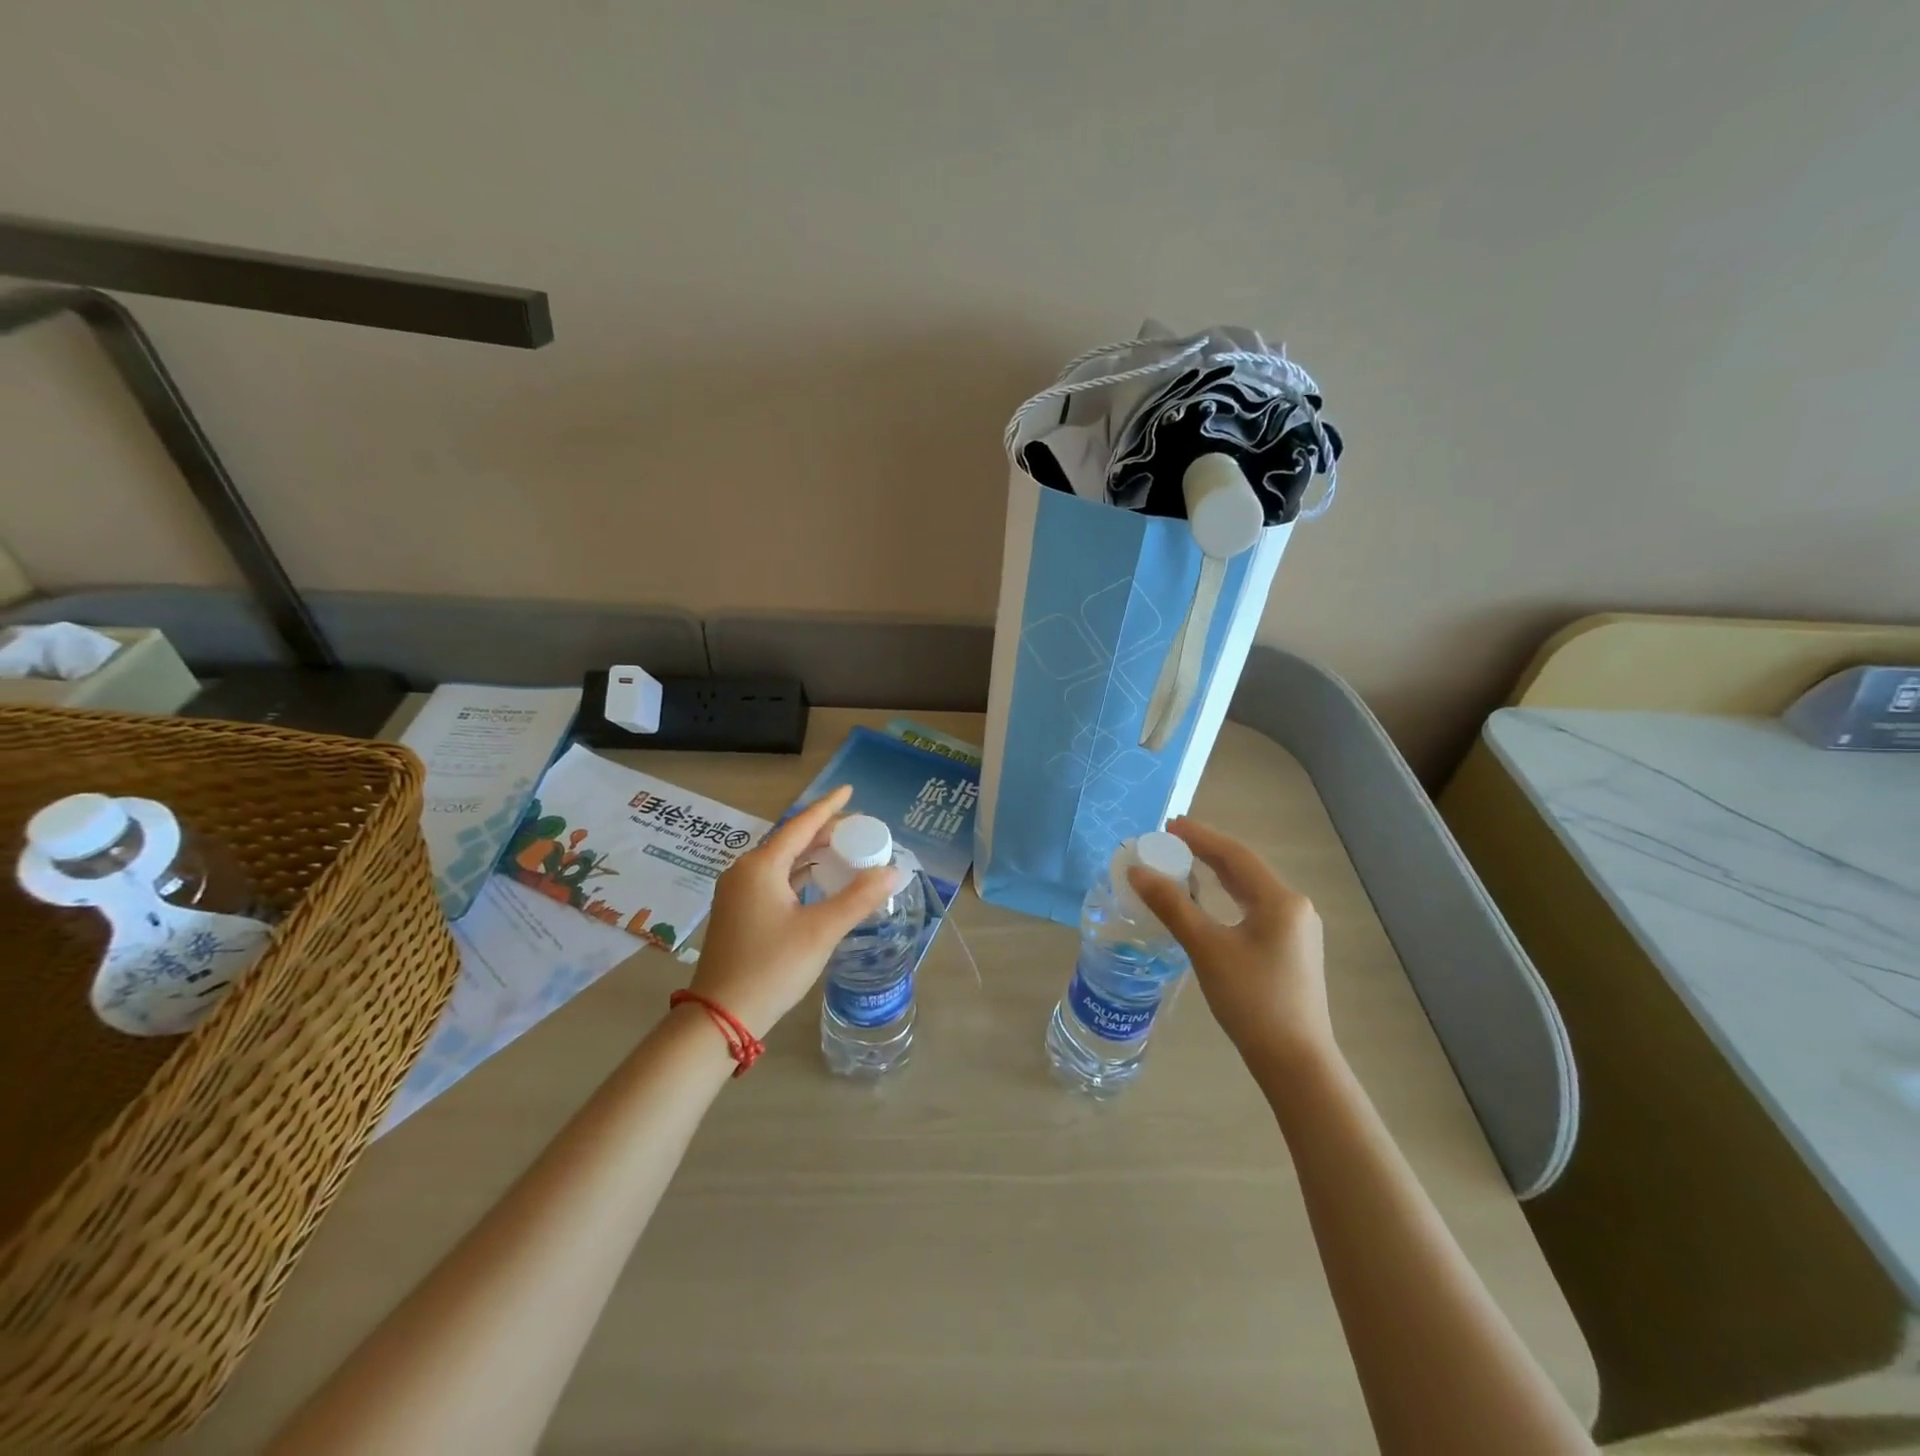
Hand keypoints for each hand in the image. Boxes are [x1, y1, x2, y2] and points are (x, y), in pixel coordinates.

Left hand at [686, 785, 897, 1038]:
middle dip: (824, 831)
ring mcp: (737, 893)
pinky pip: (774, 879)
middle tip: (859, 828)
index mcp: (761, 866)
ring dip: (812, 853)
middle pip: (791, 840)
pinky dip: (799, 874)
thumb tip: (892, 872)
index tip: (850, 790)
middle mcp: (745, 871)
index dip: (828, 807)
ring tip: (844, 849)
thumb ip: (858, 898)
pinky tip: (818, 880)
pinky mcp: (738, 912)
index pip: (801, 824)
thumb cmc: (771, 967)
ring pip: (782, 861)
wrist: (720, 1017)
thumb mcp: (821, 931)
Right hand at [1126, 816, 1333, 1073]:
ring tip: (1184, 864)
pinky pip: (1254, 909)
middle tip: (1170, 841)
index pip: (1235, 855)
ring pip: (1250, 890)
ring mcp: (1296, 930)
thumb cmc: (1252, 999)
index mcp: (1280, 900)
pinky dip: (1227, 897)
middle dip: (1207, 852)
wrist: (1295, 1061)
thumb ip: (1172, 905)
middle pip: (1244, 869)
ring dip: (1217, 874)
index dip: (1200, 836)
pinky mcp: (1290, 950)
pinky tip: (1210, 902)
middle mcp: (1293, 907)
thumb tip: (1137, 872)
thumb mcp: (1206, 948)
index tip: (1169, 825)